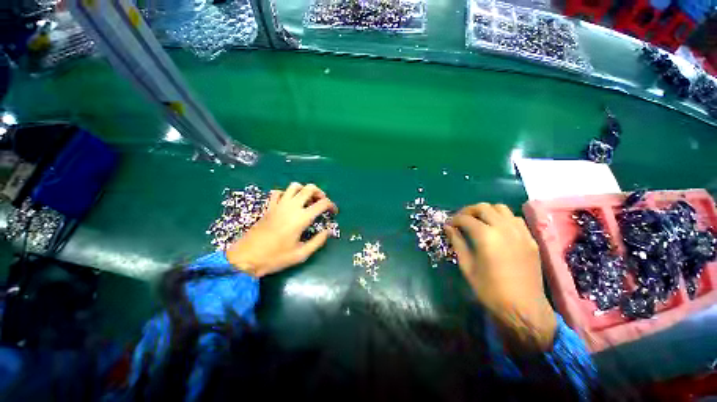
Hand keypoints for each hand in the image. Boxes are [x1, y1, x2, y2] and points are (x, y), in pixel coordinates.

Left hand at [226, 183, 337, 277]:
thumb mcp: (301, 254)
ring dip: (304, 190)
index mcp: (301, 218)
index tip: (333, 212)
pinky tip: (288, 203)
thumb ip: (318, 241)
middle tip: (321, 203)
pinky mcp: (268, 207)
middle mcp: (291, 207)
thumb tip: (328, 231)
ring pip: (294, 186)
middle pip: (309, 188)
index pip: (322, 203)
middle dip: (320, 193)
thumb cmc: (275, 257)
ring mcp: (278, 205)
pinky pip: (278, 192)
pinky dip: (286, 194)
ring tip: (306, 201)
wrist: (246, 258)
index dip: (331, 205)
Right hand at [445, 203, 556, 352]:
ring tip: (478, 221)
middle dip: (468, 211)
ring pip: (501, 208)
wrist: (523, 308)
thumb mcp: (467, 266)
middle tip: (460, 220)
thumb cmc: (489, 290)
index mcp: (486, 236)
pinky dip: (502, 218)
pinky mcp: (530, 239)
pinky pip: (515, 219)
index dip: (454, 219)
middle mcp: (504, 228)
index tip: (448, 225)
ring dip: (486, 211)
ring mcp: (520, 232)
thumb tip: (448, 228)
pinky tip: (497, 229)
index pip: (465, 218)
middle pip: (483, 207)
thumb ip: (457, 243)